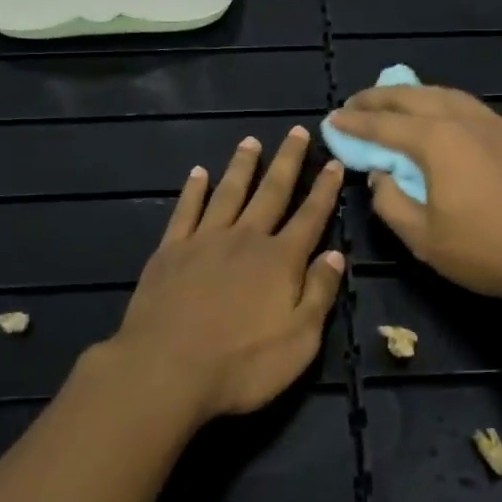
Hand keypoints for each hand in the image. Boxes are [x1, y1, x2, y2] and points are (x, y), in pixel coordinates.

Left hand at [104, 125, 345, 425]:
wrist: (165, 370)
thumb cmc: (241, 364)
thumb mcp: (299, 340)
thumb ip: (319, 294)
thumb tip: (335, 255)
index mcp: (280, 260)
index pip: (310, 217)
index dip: (324, 190)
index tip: (334, 163)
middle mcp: (245, 239)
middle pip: (272, 192)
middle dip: (288, 162)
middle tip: (297, 132)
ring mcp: (204, 240)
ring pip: (229, 192)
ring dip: (242, 166)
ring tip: (251, 142)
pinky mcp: (170, 251)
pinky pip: (186, 210)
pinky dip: (194, 190)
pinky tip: (198, 173)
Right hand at [326, 86, 501, 304]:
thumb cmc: (485, 250)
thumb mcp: (423, 238)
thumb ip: (390, 201)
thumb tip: (381, 175)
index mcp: (437, 141)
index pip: (384, 125)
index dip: (355, 123)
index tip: (332, 119)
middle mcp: (464, 120)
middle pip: (414, 97)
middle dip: (380, 97)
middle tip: (355, 103)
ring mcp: (495, 124)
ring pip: (446, 95)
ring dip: (414, 95)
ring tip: (394, 102)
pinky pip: (472, 108)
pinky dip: (446, 105)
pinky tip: (444, 118)